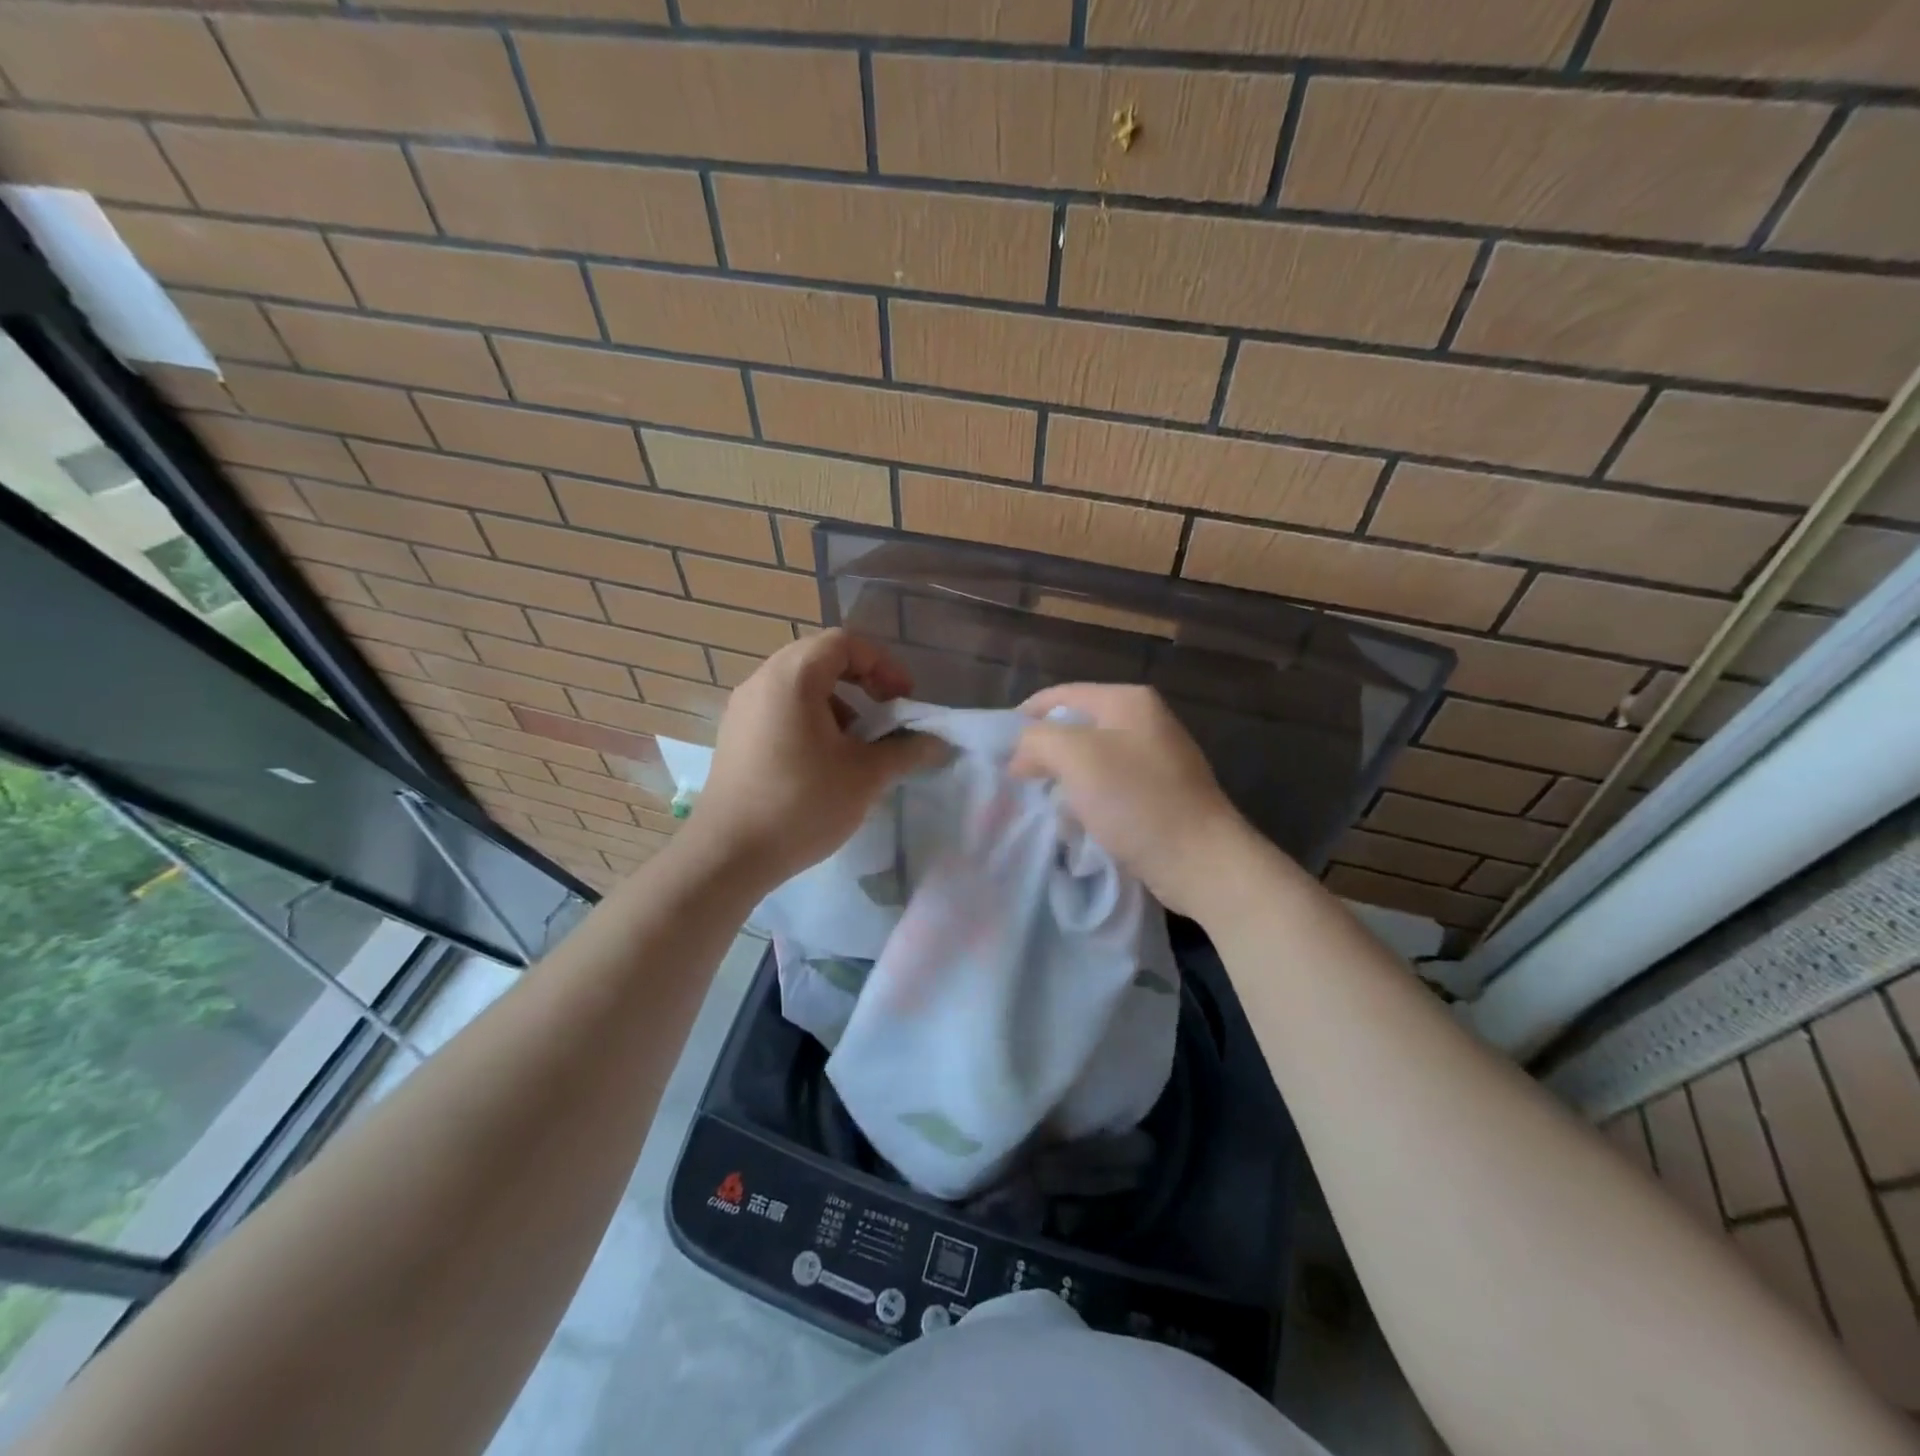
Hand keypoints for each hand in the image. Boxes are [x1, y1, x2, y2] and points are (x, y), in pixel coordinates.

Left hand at [686, 630, 943, 890]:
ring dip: (837, 702)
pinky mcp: (735, 736)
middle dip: (862, 680)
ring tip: (857, 741)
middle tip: (886, 712)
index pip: (844, 643)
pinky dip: (811, 719)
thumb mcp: (865, 776)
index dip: (883, 664)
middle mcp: (762, 681)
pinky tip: (824, 761)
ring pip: (799, 685)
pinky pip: (780, 708)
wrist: (729, 855)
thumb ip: (907, 751)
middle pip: (820, 658)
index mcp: (792, 677)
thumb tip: (939, 743)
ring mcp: (743, 709)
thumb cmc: (801, 804)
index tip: (903, 699)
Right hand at [1009, 684, 1256, 919]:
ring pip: (1092, 758)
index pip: (1061, 695)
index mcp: (1128, 701)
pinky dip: (1088, 797)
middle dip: (1045, 750)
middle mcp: (1146, 721)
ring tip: (1042, 800)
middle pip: (1077, 725)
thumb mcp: (1076, 757)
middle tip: (1017, 779)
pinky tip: (1076, 820)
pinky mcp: (1162, 793)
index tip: (999, 750)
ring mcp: (1158, 758)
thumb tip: (1021, 753)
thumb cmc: (1137, 801)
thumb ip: (1037, 740)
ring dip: (1065, 777)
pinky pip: (1111, 785)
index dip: (1025, 718)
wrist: (1201, 861)